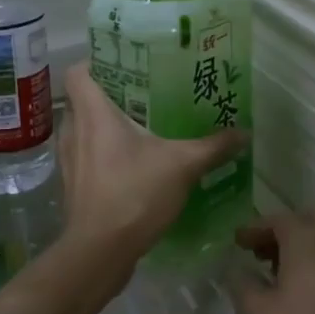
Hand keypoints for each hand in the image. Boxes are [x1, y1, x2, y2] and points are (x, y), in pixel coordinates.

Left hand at [57, 63, 247, 267]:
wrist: (100, 251)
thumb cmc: (135, 194)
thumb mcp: (182, 166)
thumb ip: (213, 147)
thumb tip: (245, 133)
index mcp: (93, 113)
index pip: (79, 71)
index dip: (97, 62)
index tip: (125, 65)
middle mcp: (74, 131)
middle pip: (83, 99)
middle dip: (110, 95)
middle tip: (145, 96)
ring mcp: (69, 161)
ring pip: (84, 130)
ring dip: (105, 127)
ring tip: (141, 129)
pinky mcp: (72, 187)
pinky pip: (86, 157)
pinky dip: (103, 155)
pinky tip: (133, 166)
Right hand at [229, 207, 314, 313]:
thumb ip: (241, 285)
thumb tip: (236, 267)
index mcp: (307, 242)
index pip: (279, 219)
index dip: (255, 226)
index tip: (238, 241)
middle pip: (311, 216)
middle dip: (285, 228)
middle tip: (265, 252)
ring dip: (309, 241)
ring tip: (288, 270)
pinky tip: (314, 289)